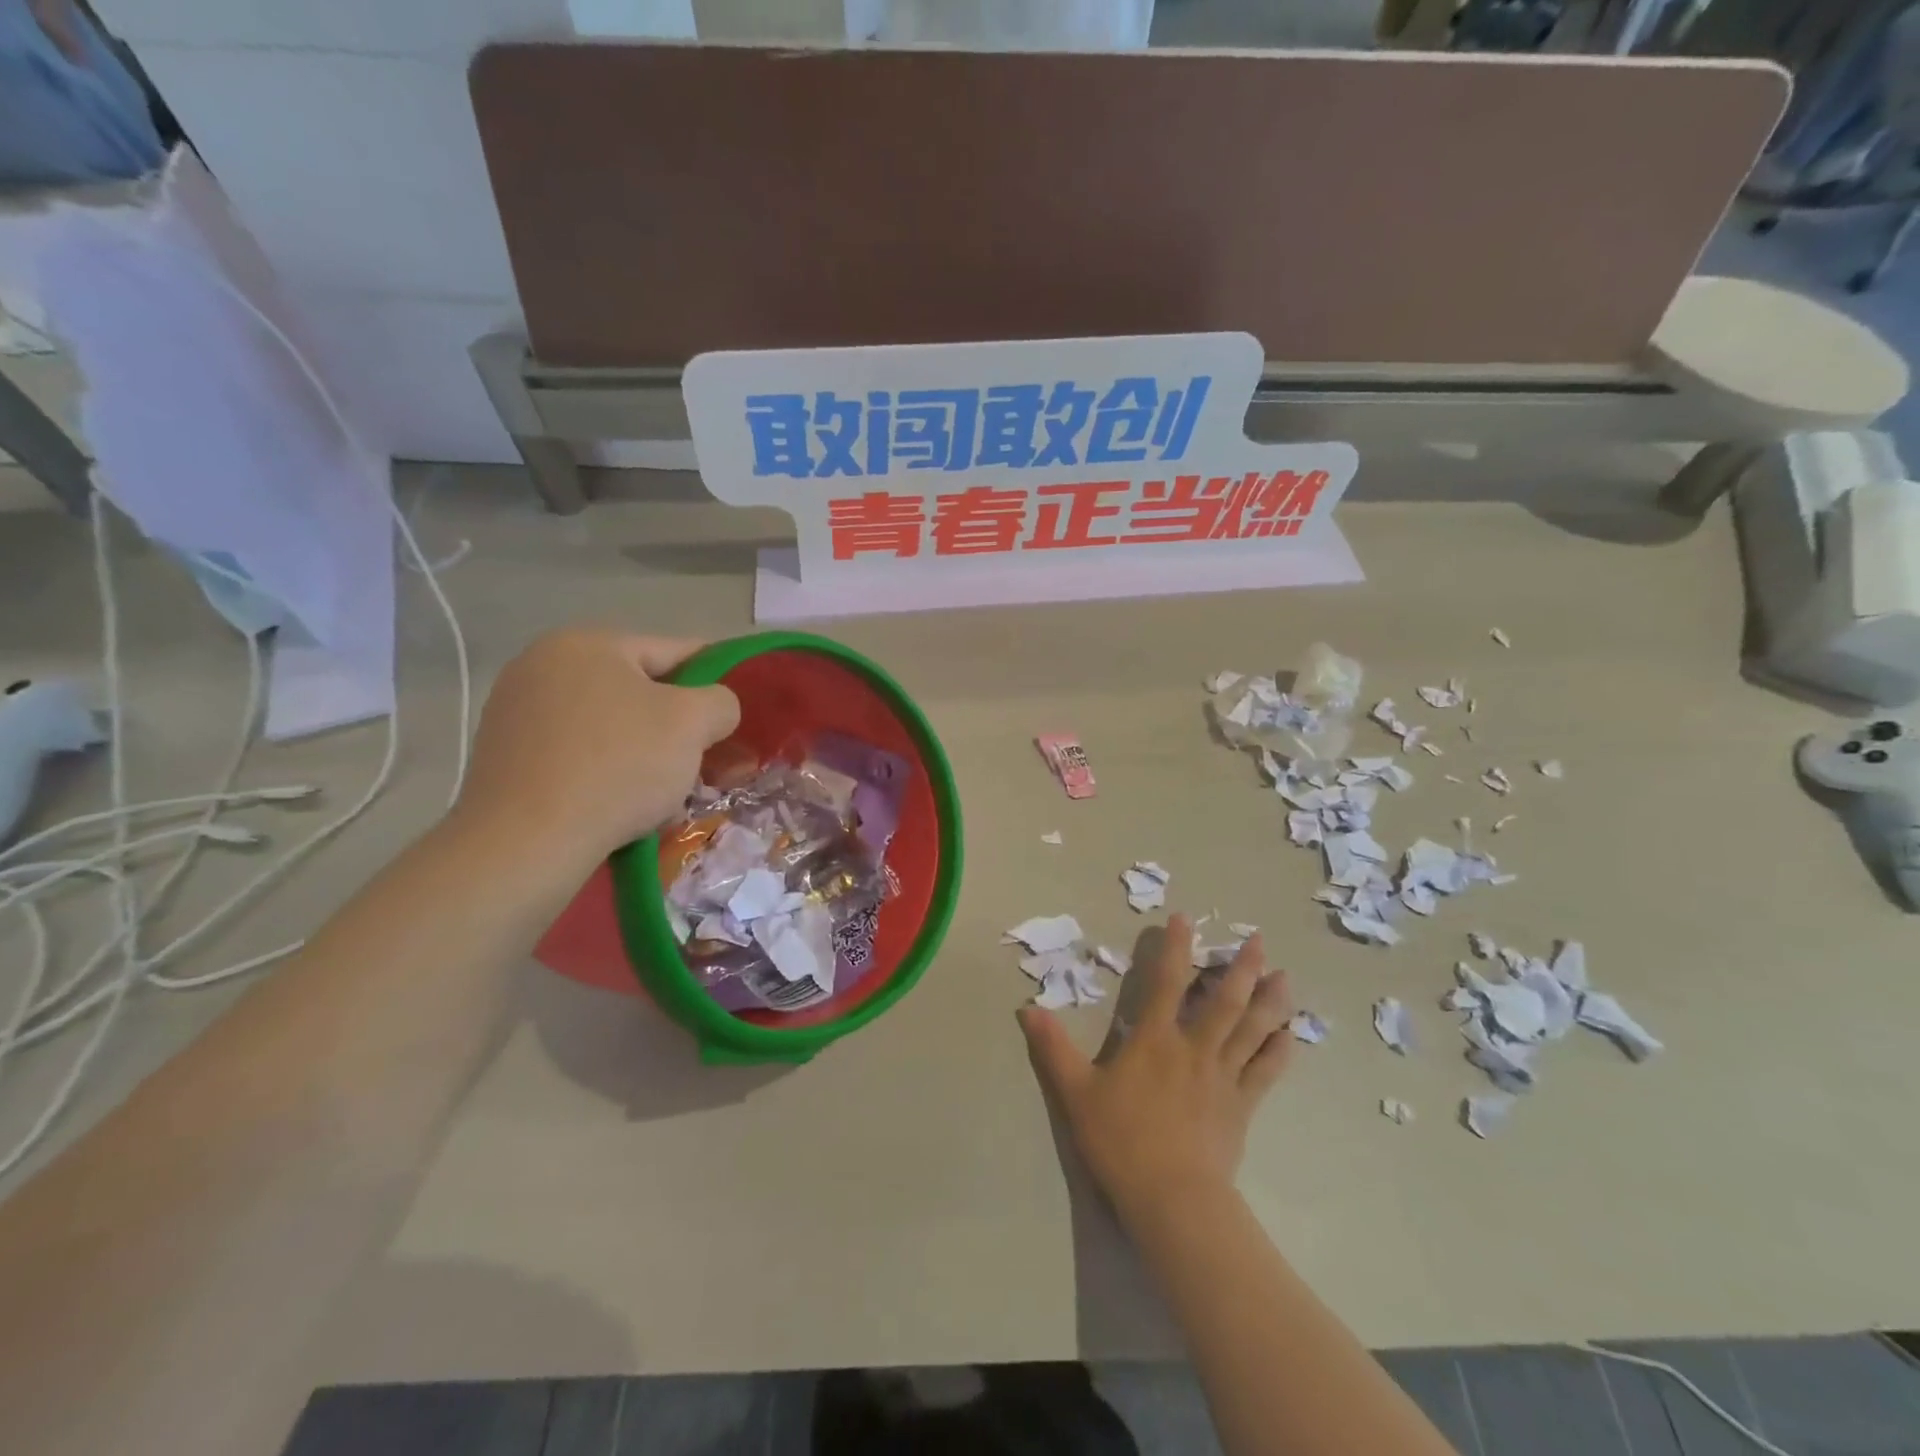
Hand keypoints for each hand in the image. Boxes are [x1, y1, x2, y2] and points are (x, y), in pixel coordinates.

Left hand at [455, 629, 738, 868]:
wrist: (526, 842)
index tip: (737, 714)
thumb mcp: (692, 722)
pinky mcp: (505, 759)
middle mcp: (543, 666)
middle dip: (680, 728)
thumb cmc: (618, 766)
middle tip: (711, 764)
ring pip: (612, 728)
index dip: (716, 680)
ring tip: (674, 795)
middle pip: (640, 692)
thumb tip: (714, 711)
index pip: (675, 651)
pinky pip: (579, 757)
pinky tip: (629, 808)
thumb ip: (721, 702)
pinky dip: (610, 775)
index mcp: (588, 644)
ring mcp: (517, 713)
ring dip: (649, 755)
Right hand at [1020, 914, 1292, 1225]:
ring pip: (1253, 1030)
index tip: (1185, 918)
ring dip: (1271, 1001)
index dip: (1176, 948)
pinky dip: (1280, 1050)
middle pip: (1225, 1001)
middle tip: (1259, 940)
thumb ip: (1053, 1048)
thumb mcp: (1076, 1093)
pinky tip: (1291, 1035)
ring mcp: (1223, 1077)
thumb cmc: (1122, 1140)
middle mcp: (1194, 1048)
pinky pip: (1266, 1072)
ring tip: (1286, 978)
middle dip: (1242, 968)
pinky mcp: (1242, 1106)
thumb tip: (1026, 1009)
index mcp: (1155, 1040)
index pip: (1167, 982)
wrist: (1172, 1198)